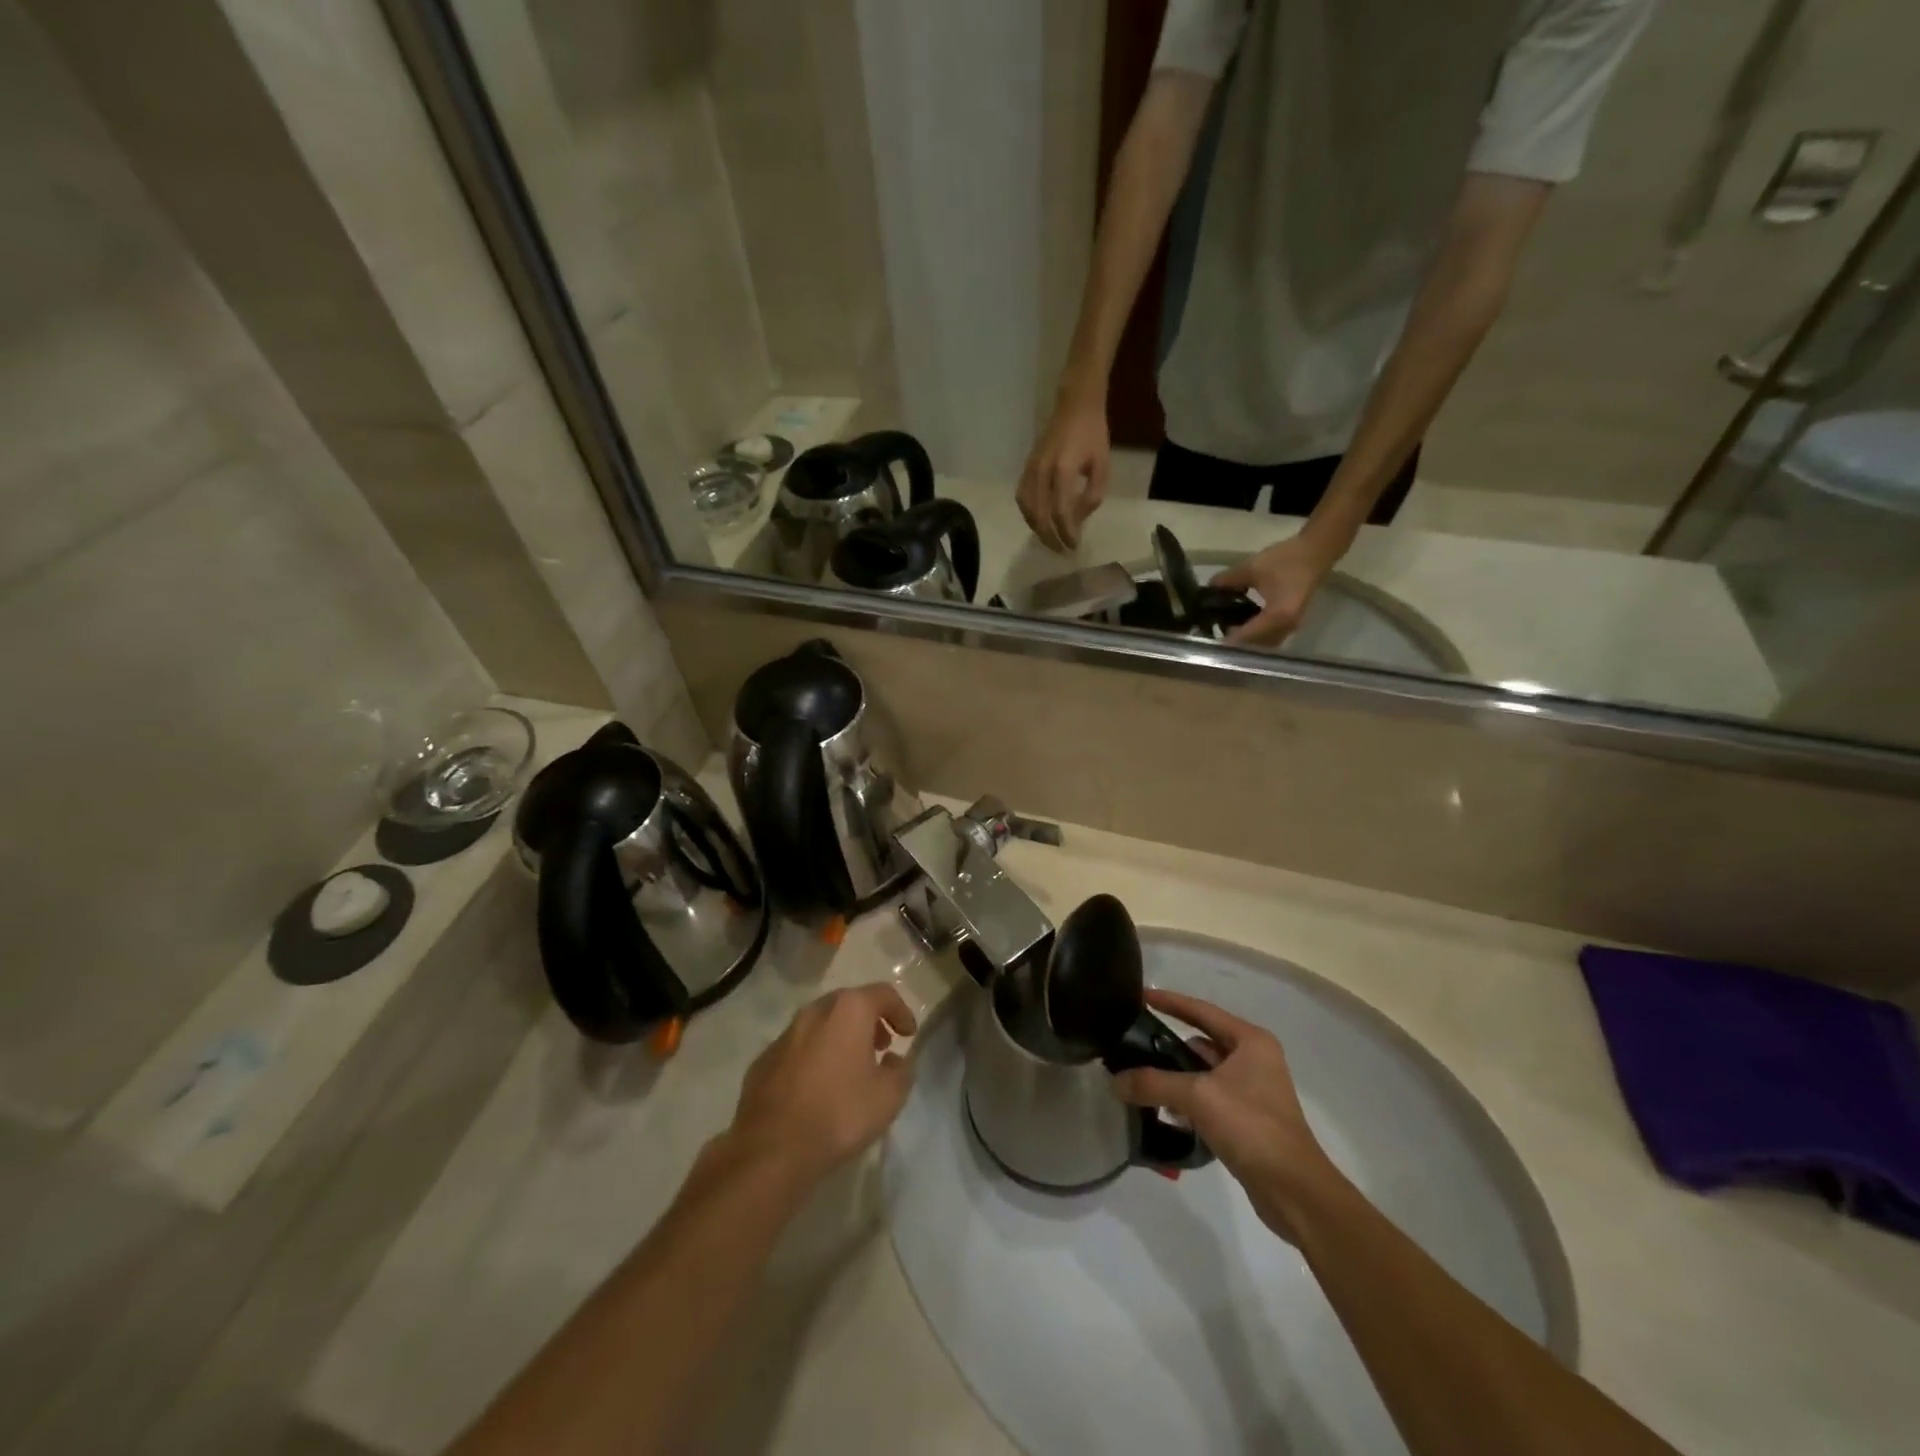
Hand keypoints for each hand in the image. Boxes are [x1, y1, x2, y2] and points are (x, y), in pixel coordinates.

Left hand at [727, 984, 917, 1188]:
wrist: (770, 1149)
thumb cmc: (838, 1114)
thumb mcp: (889, 1097)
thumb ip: (901, 1071)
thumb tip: (895, 1060)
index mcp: (848, 1010)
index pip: (883, 993)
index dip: (901, 1011)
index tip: (909, 1035)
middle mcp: (815, 1011)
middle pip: (849, 1004)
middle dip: (870, 1022)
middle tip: (882, 1047)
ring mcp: (785, 1034)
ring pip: (821, 1025)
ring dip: (841, 1038)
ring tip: (852, 1069)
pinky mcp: (763, 1060)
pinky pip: (799, 1048)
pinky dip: (815, 1056)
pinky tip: (819, 1087)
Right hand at [1017, 396, 1110, 551]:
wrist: (1075, 406)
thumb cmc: (1093, 435)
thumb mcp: (1102, 466)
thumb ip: (1091, 495)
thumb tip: (1077, 520)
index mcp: (1063, 470)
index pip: (1061, 512)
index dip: (1067, 533)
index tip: (1074, 546)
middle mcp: (1042, 472)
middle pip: (1040, 515)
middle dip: (1051, 537)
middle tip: (1061, 551)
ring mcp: (1031, 469)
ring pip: (1027, 509)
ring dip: (1037, 529)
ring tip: (1050, 540)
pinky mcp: (1025, 468)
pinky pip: (1022, 498)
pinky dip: (1029, 515)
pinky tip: (1039, 522)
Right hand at [1111, 989, 1337, 1241]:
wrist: (1294, 1191)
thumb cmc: (1251, 1127)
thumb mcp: (1197, 1097)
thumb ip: (1153, 1083)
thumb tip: (1114, 1081)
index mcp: (1250, 1041)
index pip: (1201, 1011)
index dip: (1170, 1002)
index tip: (1140, 995)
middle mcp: (1254, 1059)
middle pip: (1202, 1041)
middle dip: (1168, 1045)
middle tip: (1133, 1044)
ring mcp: (1253, 1090)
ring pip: (1204, 1072)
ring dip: (1176, 1076)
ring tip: (1140, 1080)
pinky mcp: (1248, 1119)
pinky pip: (1209, 1097)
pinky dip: (1188, 1100)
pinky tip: (1165, 1111)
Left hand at [1212, 532, 1341, 647]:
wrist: (1316, 552)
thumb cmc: (1286, 559)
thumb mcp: (1251, 567)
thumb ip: (1227, 580)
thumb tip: (1209, 589)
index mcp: (1276, 616)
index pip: (1246, 637)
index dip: (1226, 638)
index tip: (1209, 636)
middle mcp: (1285, 628)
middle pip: (1255, 645)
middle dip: (1235, 642)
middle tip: (1215, 633)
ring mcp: (1291, 627)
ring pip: (1264, 644)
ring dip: (1247, 640)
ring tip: (1227, 629)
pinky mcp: (1292, 622)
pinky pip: (1271, 637)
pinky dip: (1256, 635)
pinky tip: (1243, 624)